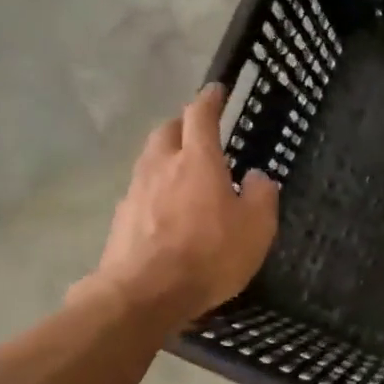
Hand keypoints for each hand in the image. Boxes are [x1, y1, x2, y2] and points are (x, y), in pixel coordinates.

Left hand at [77, 85, 278, 323]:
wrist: (144, 293)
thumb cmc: (209, 255)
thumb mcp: (256, 228)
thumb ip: (261, 196)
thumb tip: (256, 177)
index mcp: (198, 160)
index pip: (200, 116)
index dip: (210, 100)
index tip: (216, 90)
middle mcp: (162, 166)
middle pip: (167, 131)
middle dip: (183, 124)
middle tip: (198, 131)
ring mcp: (136, 191)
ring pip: (150, 159)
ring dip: (167, 156)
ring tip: (183, 171)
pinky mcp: (122, 218)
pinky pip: (142, 191)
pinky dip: (156, 190)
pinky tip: (167, 210)